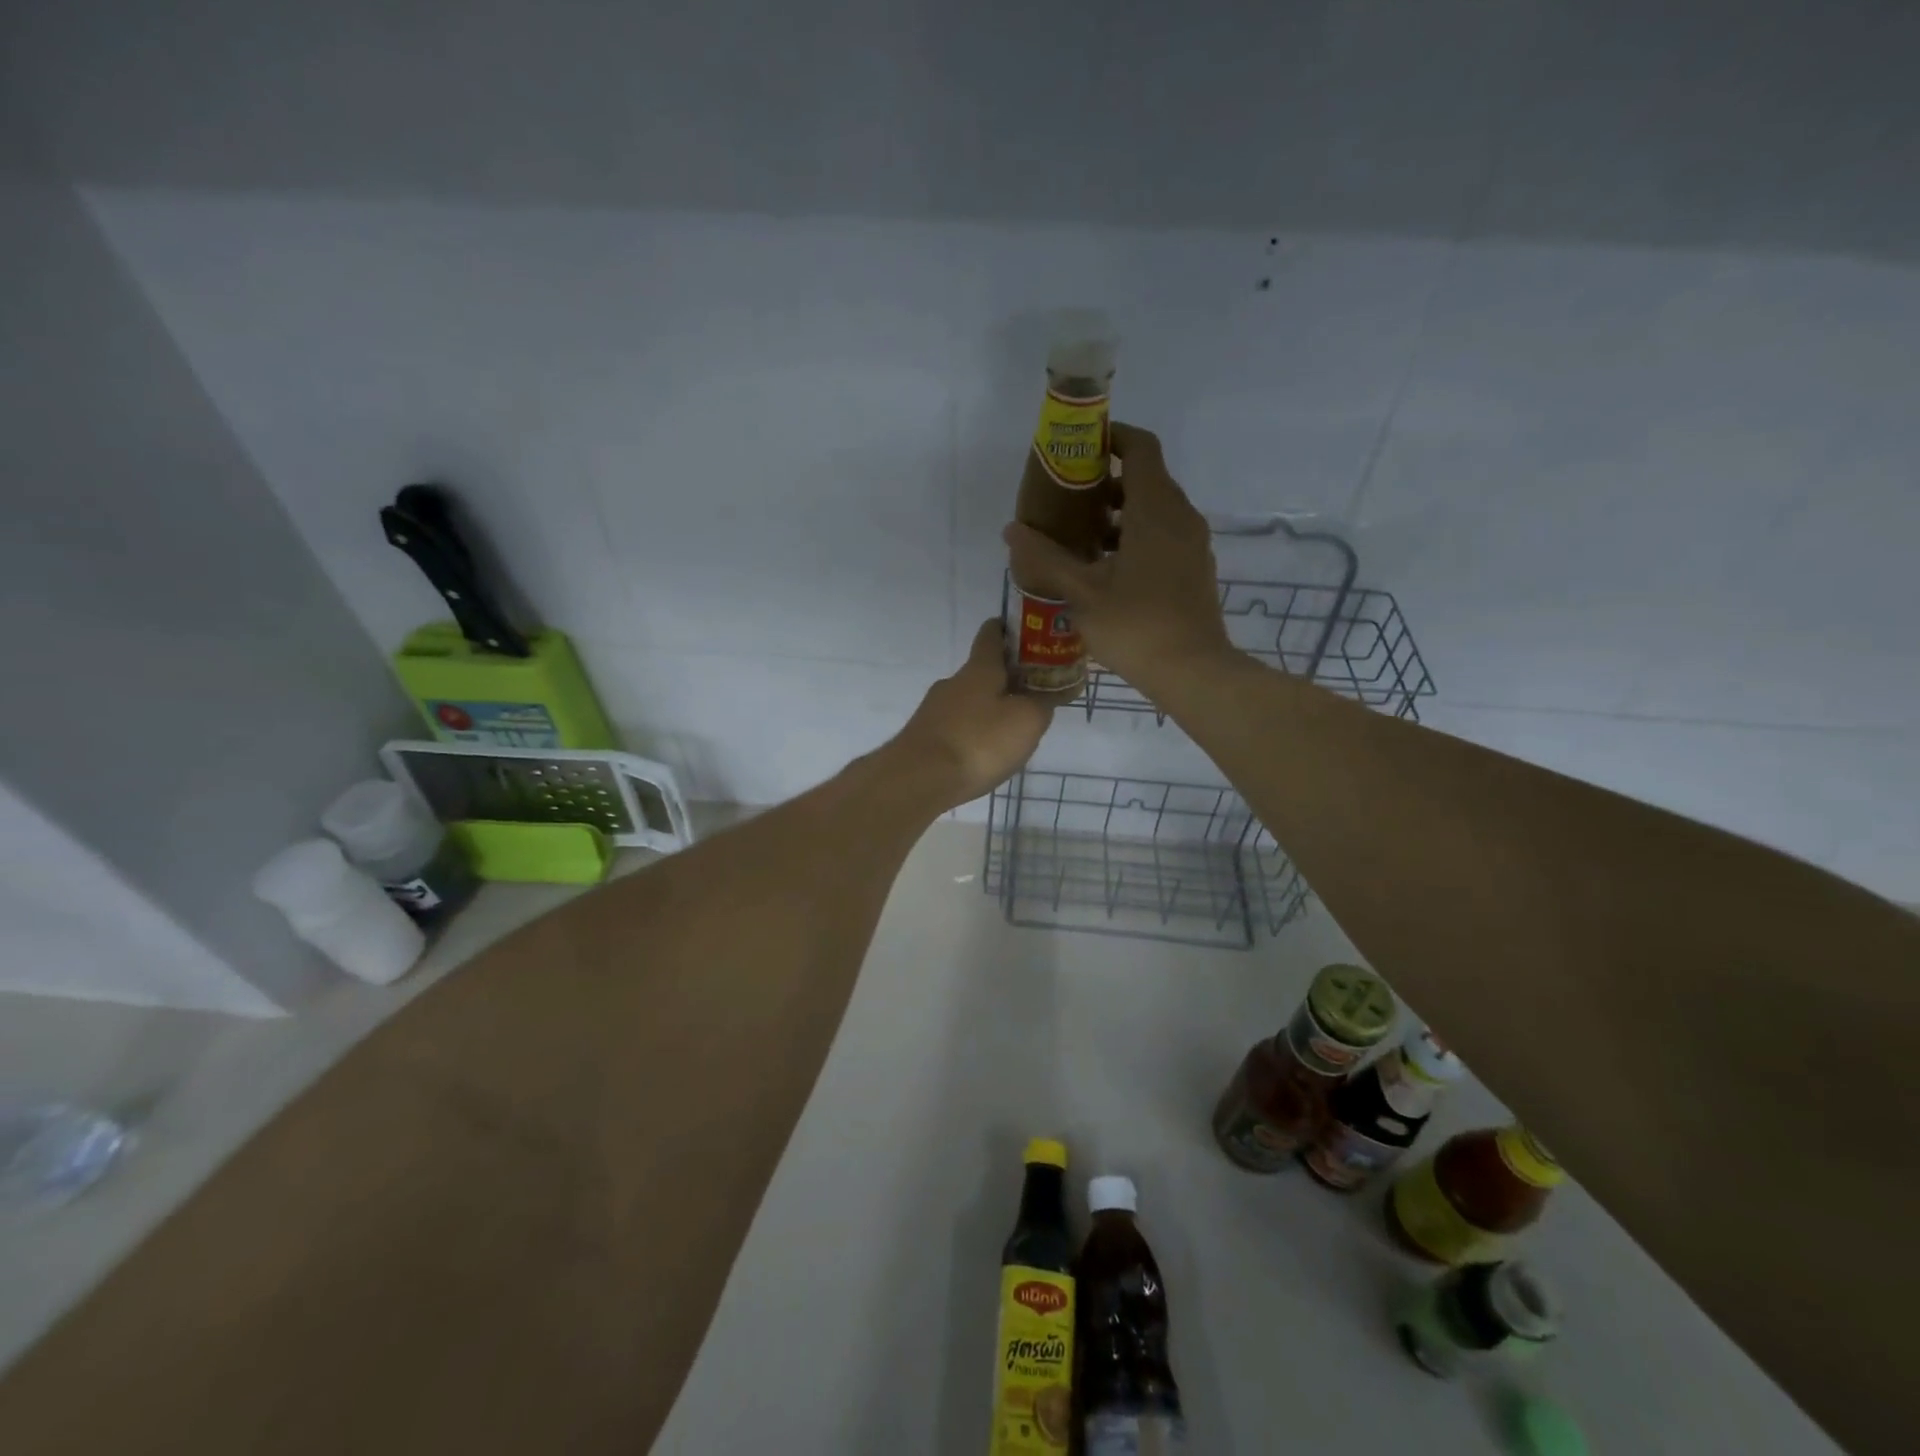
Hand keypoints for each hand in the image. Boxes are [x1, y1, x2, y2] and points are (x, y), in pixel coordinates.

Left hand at [889, 619, 1051, 808]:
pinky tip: (984, 754)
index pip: (992, 634)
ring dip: (991, 709)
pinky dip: (974, 733)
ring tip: (1013, 731)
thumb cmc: (979, 742)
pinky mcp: (924, 737)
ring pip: (969, 701)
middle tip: (1035, 694)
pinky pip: (957, 727)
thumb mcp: (1027, 721)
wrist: (918, 779)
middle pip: (983, 671)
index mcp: (979, 669)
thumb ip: (1043, 703)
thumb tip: (1049, 693)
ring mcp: (934, 710)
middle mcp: (953, 683)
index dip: (1010, 629)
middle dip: (1008, 679)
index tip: (1031, 635)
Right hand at [1003, 422, 1234, 695]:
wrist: (1193, 671)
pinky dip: (1136, 536)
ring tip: (1081, 537)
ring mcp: (1192, 544)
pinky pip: (1164, 535)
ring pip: (1155, 510)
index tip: (1081, 447)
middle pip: (1146, 478)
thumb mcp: (1082, 593)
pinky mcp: (1195, 568)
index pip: (1140, 448)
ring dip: (1120, 514)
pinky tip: (1107, 568)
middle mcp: (1180, 516)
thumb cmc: (1136, 625)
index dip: (1112, 437)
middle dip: (1107, 482)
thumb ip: (1046, 558)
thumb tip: (1012, 531)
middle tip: (1068, 499)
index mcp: (1155, 510)